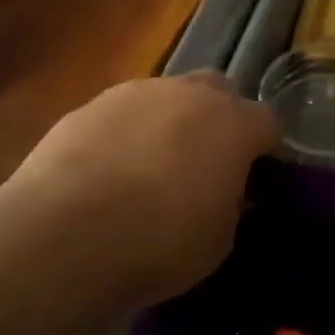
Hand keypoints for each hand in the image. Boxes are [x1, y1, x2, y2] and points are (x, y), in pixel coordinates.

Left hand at [5, 73, 276, 307]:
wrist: (65, 233)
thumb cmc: (158, 243)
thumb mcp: (218, 240)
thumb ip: (230, 204)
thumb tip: (225, 191)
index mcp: (233, 124)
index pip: (268, 122)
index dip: (266, 149)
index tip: (257, 176)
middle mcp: (190, 94)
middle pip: (219, 91)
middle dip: (220, 119)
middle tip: (207, 161)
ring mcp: (138, 92)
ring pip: (168, 97)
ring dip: (170, 122)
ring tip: (151, 167)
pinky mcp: (92, 103)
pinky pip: (124, 112)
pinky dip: (127, 133)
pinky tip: (109, 169)